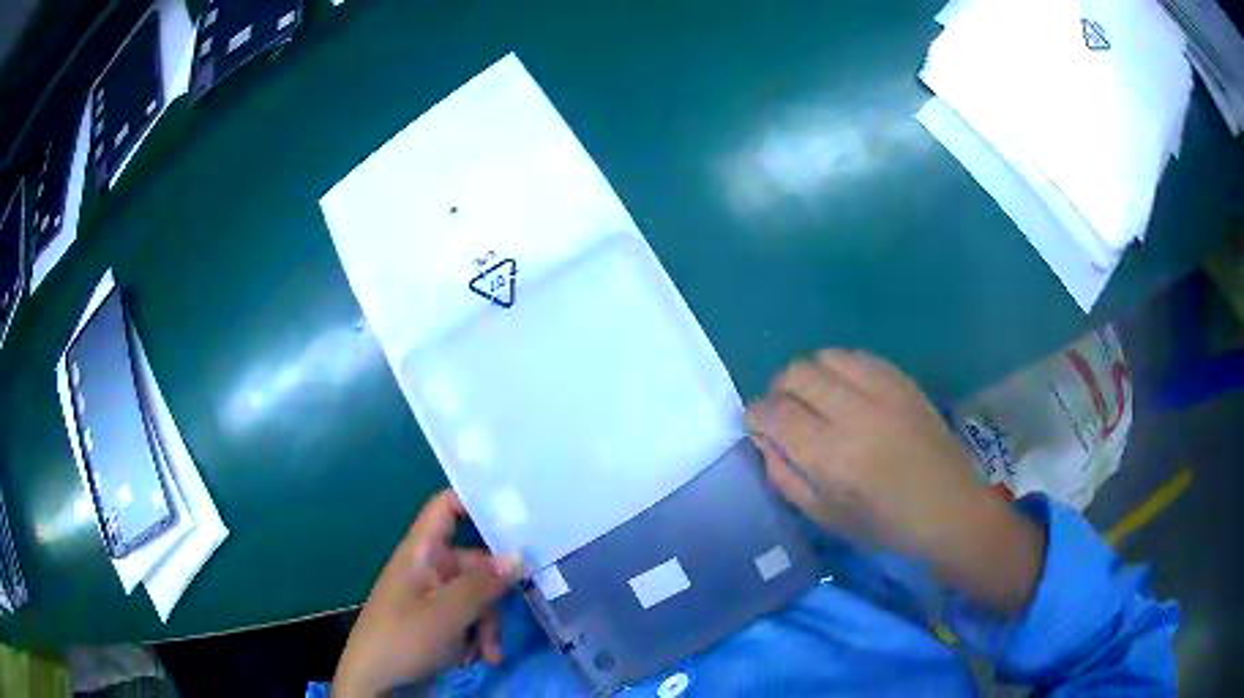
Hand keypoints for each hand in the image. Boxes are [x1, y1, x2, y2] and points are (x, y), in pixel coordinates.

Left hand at [333, 490, 522, 696]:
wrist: (374, 683)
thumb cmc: (403, 639)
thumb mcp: (447, 614)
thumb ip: (482, 584)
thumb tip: (519, 556)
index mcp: (420, 552)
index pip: (447, 507)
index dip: (476, 503)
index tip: (517, 518)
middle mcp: (427, 567)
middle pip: (474, 562)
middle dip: (494, 593)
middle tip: (511, 616)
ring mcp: (432, 595)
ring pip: (476, 595)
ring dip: (488, 624)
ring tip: (488, 653)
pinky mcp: (437, 620)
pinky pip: (468, 617)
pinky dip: (477, 636)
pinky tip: (479, 658)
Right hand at [747, 349, 1044, 613]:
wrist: (949, 508)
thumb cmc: (885, 525)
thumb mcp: (825, 517)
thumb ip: (784, 476)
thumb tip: (762, 438)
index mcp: (830, 458)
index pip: (772, 414)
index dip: (755, 416)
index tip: (758, 426)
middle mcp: (853, 415)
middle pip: (794, 374)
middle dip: (779, 391)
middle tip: (787, 414)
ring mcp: (882, 391)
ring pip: (823, 357)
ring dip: (809, 376)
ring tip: (818, 399)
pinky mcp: (902, 380)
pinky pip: (856, 356)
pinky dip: (840, 368)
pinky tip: (846, 390)